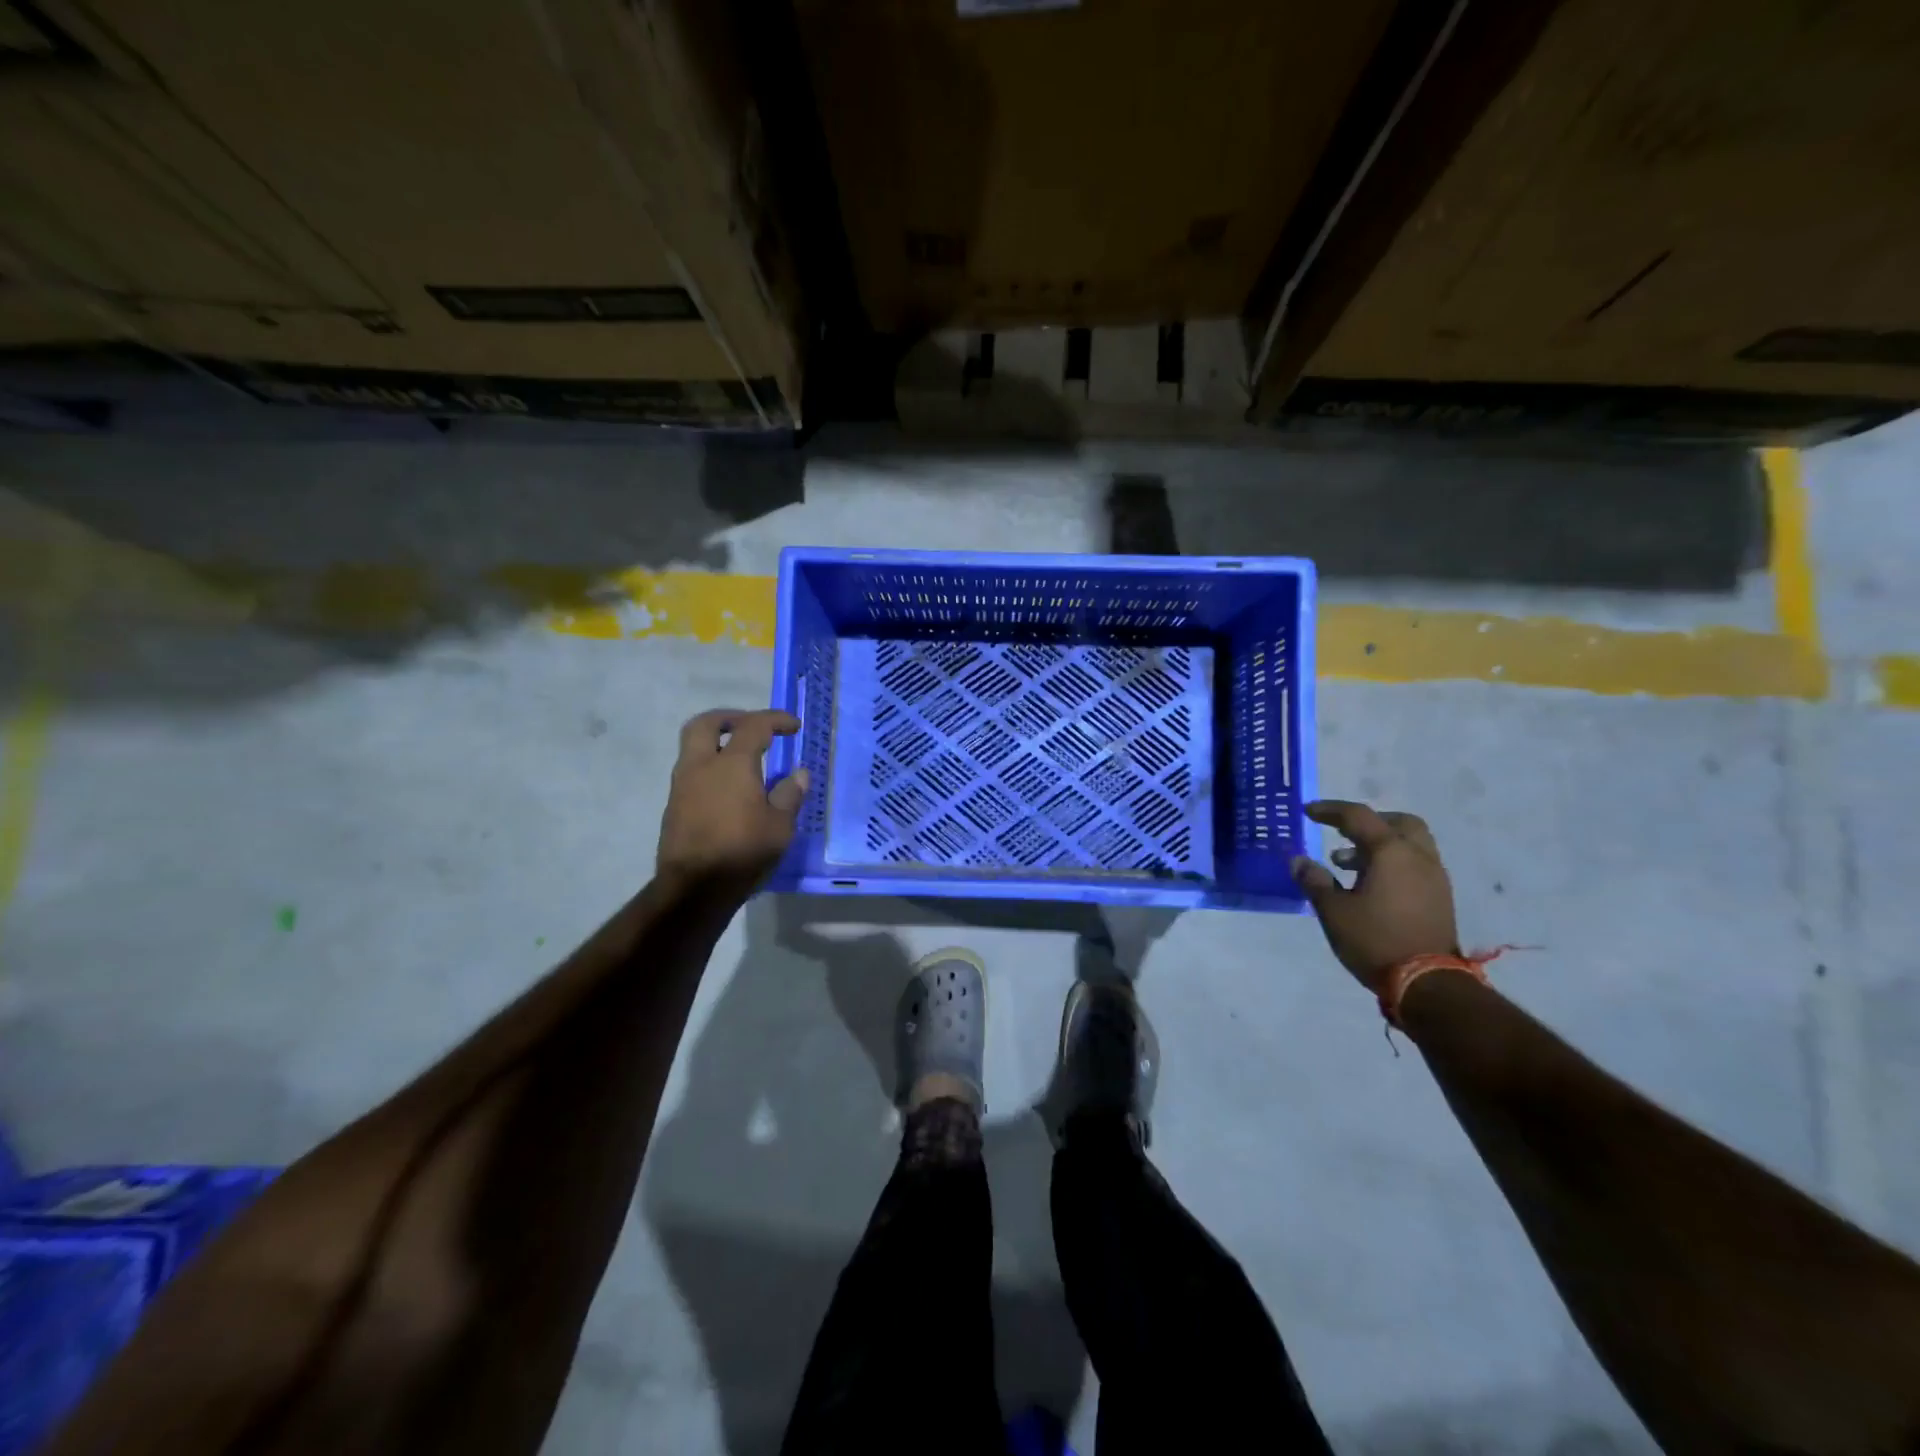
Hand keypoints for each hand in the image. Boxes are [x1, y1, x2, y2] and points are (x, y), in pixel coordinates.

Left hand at [658, 709, 808, 890]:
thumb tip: (798, 774)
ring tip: (744, 760)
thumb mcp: (780, 826)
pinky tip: (730, 790)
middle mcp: (701, 766)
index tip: (792, 726)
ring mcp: (682, 786)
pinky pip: (692, 773)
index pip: (753, 726)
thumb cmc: (743, 852)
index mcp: (731, 764)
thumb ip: (789, 795)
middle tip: (752, 726)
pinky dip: (711, 768)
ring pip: (694, 747)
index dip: (775, 720)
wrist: (694, 889)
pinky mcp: (674, 807)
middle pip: (706, 723)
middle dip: (731, 718)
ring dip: (717, 744)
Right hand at [1291, 800, 1457, 992]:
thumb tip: (1298, 861)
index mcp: (1391, 852)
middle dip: (1369, 822)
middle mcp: (1418, 857)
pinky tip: (1371, 885)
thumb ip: (1315, 881)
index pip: (1358, 816)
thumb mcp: (1334, 911)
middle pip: (1398, 822)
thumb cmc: (1375, 940)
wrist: (1428, 984)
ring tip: (1347, 865)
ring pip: (1410, 844)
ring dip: (1381, 844)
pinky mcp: (1440, 898)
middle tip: (1343, 832)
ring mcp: (1435, 878)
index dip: (1330, 810)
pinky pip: (1416, 864)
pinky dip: (1394, 863)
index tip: (1308, 812)